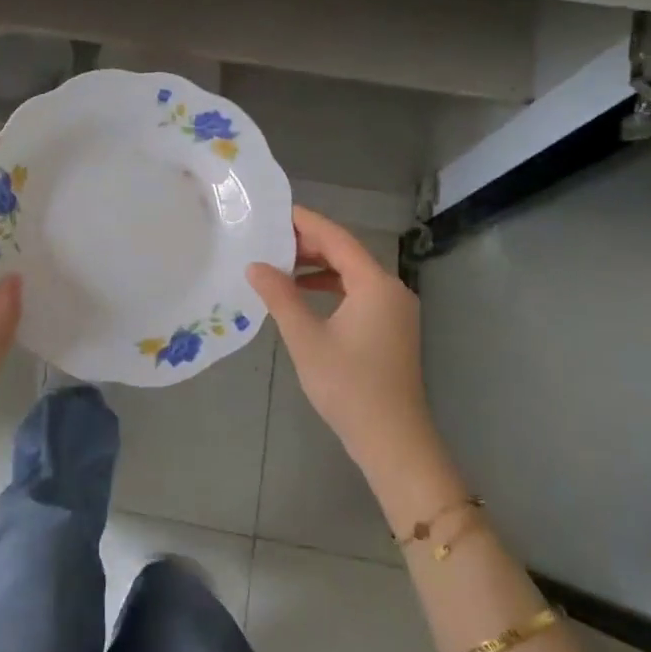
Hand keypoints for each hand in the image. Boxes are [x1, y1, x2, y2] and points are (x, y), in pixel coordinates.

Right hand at [247, 207, 459, 518]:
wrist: (392, 440)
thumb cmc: (348, 385)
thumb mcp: (306, 338)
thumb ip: (280, 296)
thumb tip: (255, 266)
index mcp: (375, 284)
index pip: (336, 239)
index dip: (305, 222)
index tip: (275, 211)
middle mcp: (391, 289)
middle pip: (347, 253)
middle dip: (309, 244)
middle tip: (269, 238)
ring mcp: (395, 310)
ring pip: (352, 274)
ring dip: (318, 266)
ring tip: (280, 264)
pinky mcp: (392, 329)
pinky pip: (359, 293)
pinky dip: (331, 287)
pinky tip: (304, 294)